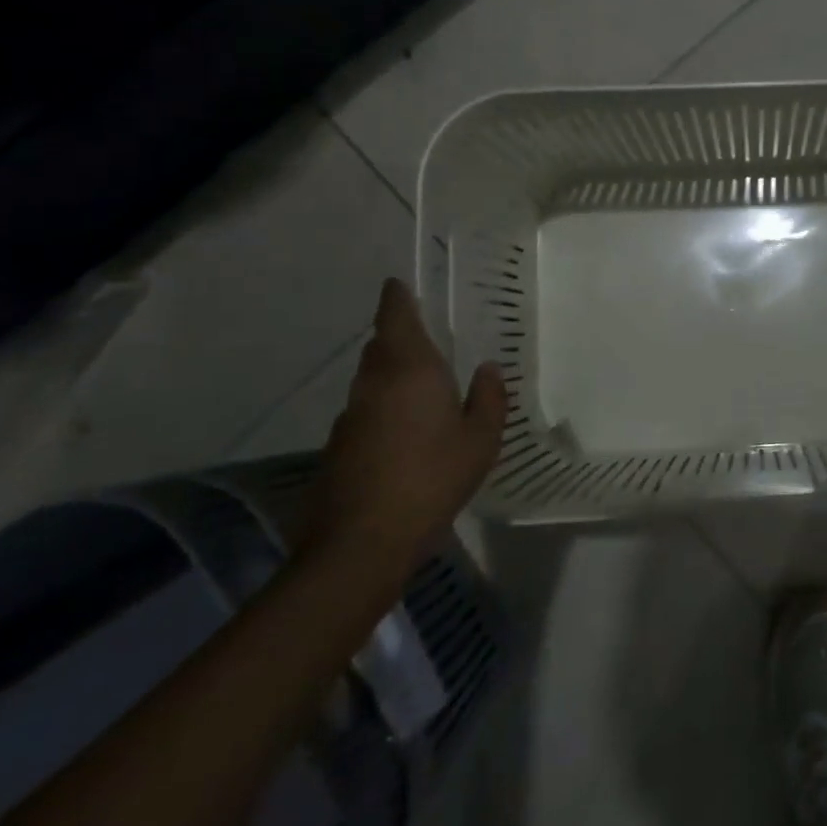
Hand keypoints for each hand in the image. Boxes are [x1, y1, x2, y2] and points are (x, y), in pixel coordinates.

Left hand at [308, 279, 507, 573]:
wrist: (362, 541)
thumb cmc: (433, 478)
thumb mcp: (481, 439)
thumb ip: (489, 398)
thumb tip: (487, 369)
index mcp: (411, 370)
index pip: (396, 319)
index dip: (396, 299)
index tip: (397, 284)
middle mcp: (374, 384)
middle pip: (381, 347)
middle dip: (398, 335)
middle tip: (424, 336)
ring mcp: (350, 417)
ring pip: (370, 380)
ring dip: (391, 373)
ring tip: (420, 385)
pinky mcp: (338, 447)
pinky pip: (365, 411)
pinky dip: (383, 407)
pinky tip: (404, 432)